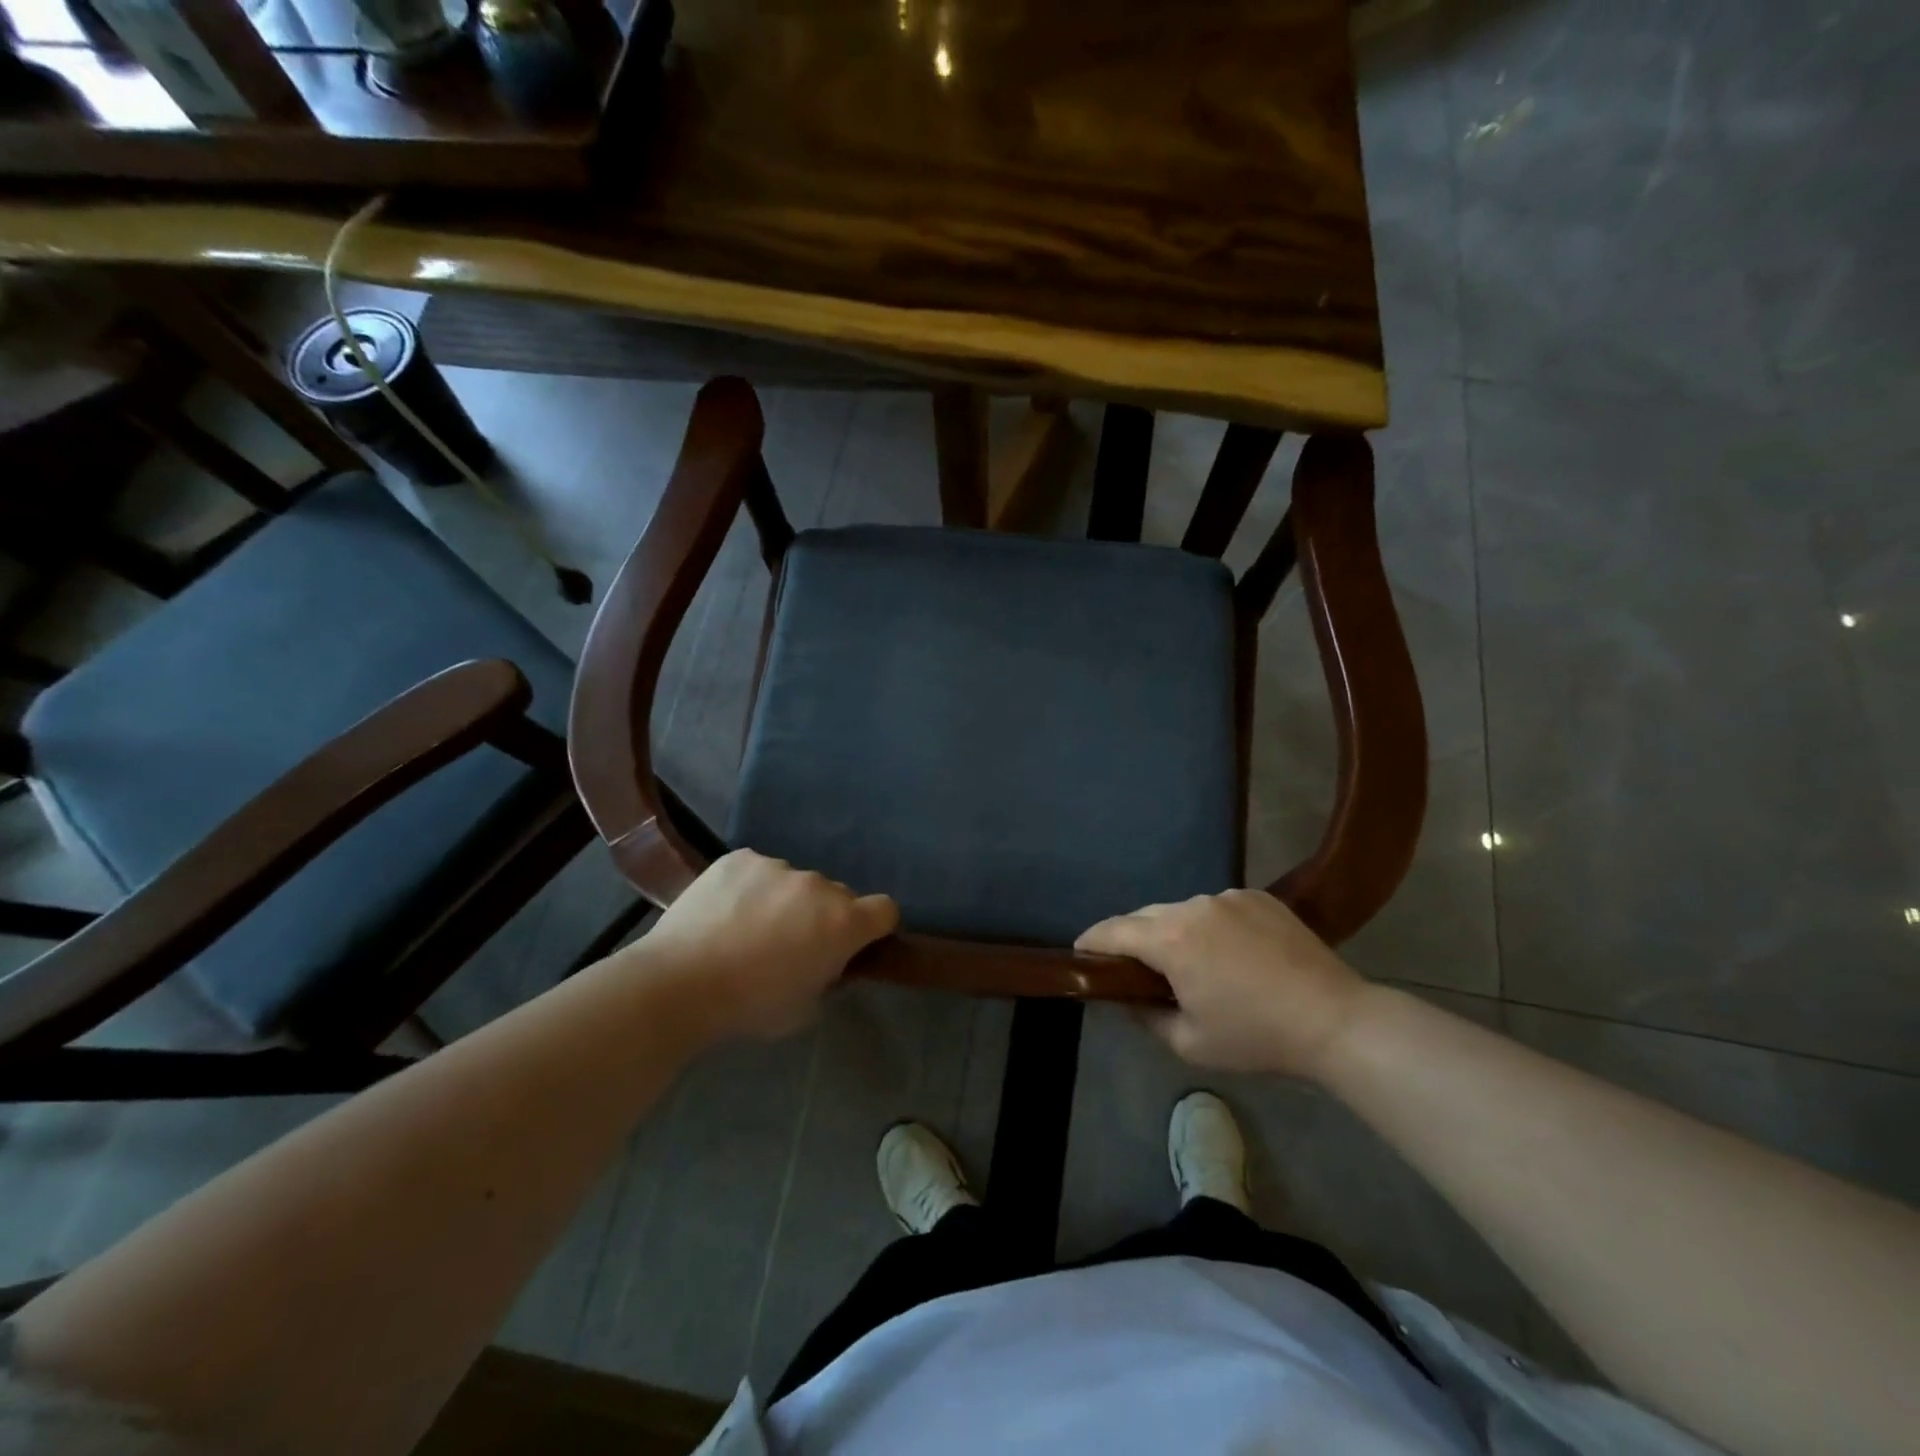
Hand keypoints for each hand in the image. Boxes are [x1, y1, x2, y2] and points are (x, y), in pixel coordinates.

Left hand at [628, 850, 898, 1042]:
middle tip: (791, 943)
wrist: (680, 983)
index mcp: (843, 922)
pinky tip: (724, 913)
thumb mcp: (805, 1007)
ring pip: (794, 882)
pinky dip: (750, 888)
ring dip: (785, 900)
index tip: (854, 944)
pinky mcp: (740, 858)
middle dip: (823, 916)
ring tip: (747, 928)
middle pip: (837, 895)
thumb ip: (828, 975)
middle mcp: (818, 885)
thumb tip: (825, 959)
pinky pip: (758, 870)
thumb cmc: (750, 1005)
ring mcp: (778, 866)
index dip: (874, 927)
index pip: (885, 910)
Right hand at [1076, 889, 1369, 1078]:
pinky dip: (1211, 926)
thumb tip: (1128, 998)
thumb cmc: (1256, 1036)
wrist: (1335, 1020)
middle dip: (1133, 938)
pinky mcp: (1258, 896)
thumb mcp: (1189, 1042)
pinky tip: (1231, 953)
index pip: (1113, 931)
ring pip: (1183, 910)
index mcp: (1171, 939)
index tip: (1079, 952)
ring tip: (1192, 963)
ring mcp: (1228, 896)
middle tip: (1136, 968)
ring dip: (1175, 932)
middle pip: (1146, 916)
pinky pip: (1218, 908)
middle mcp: (1193, 906)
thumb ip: (1146, 1017)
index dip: (1091, 941)